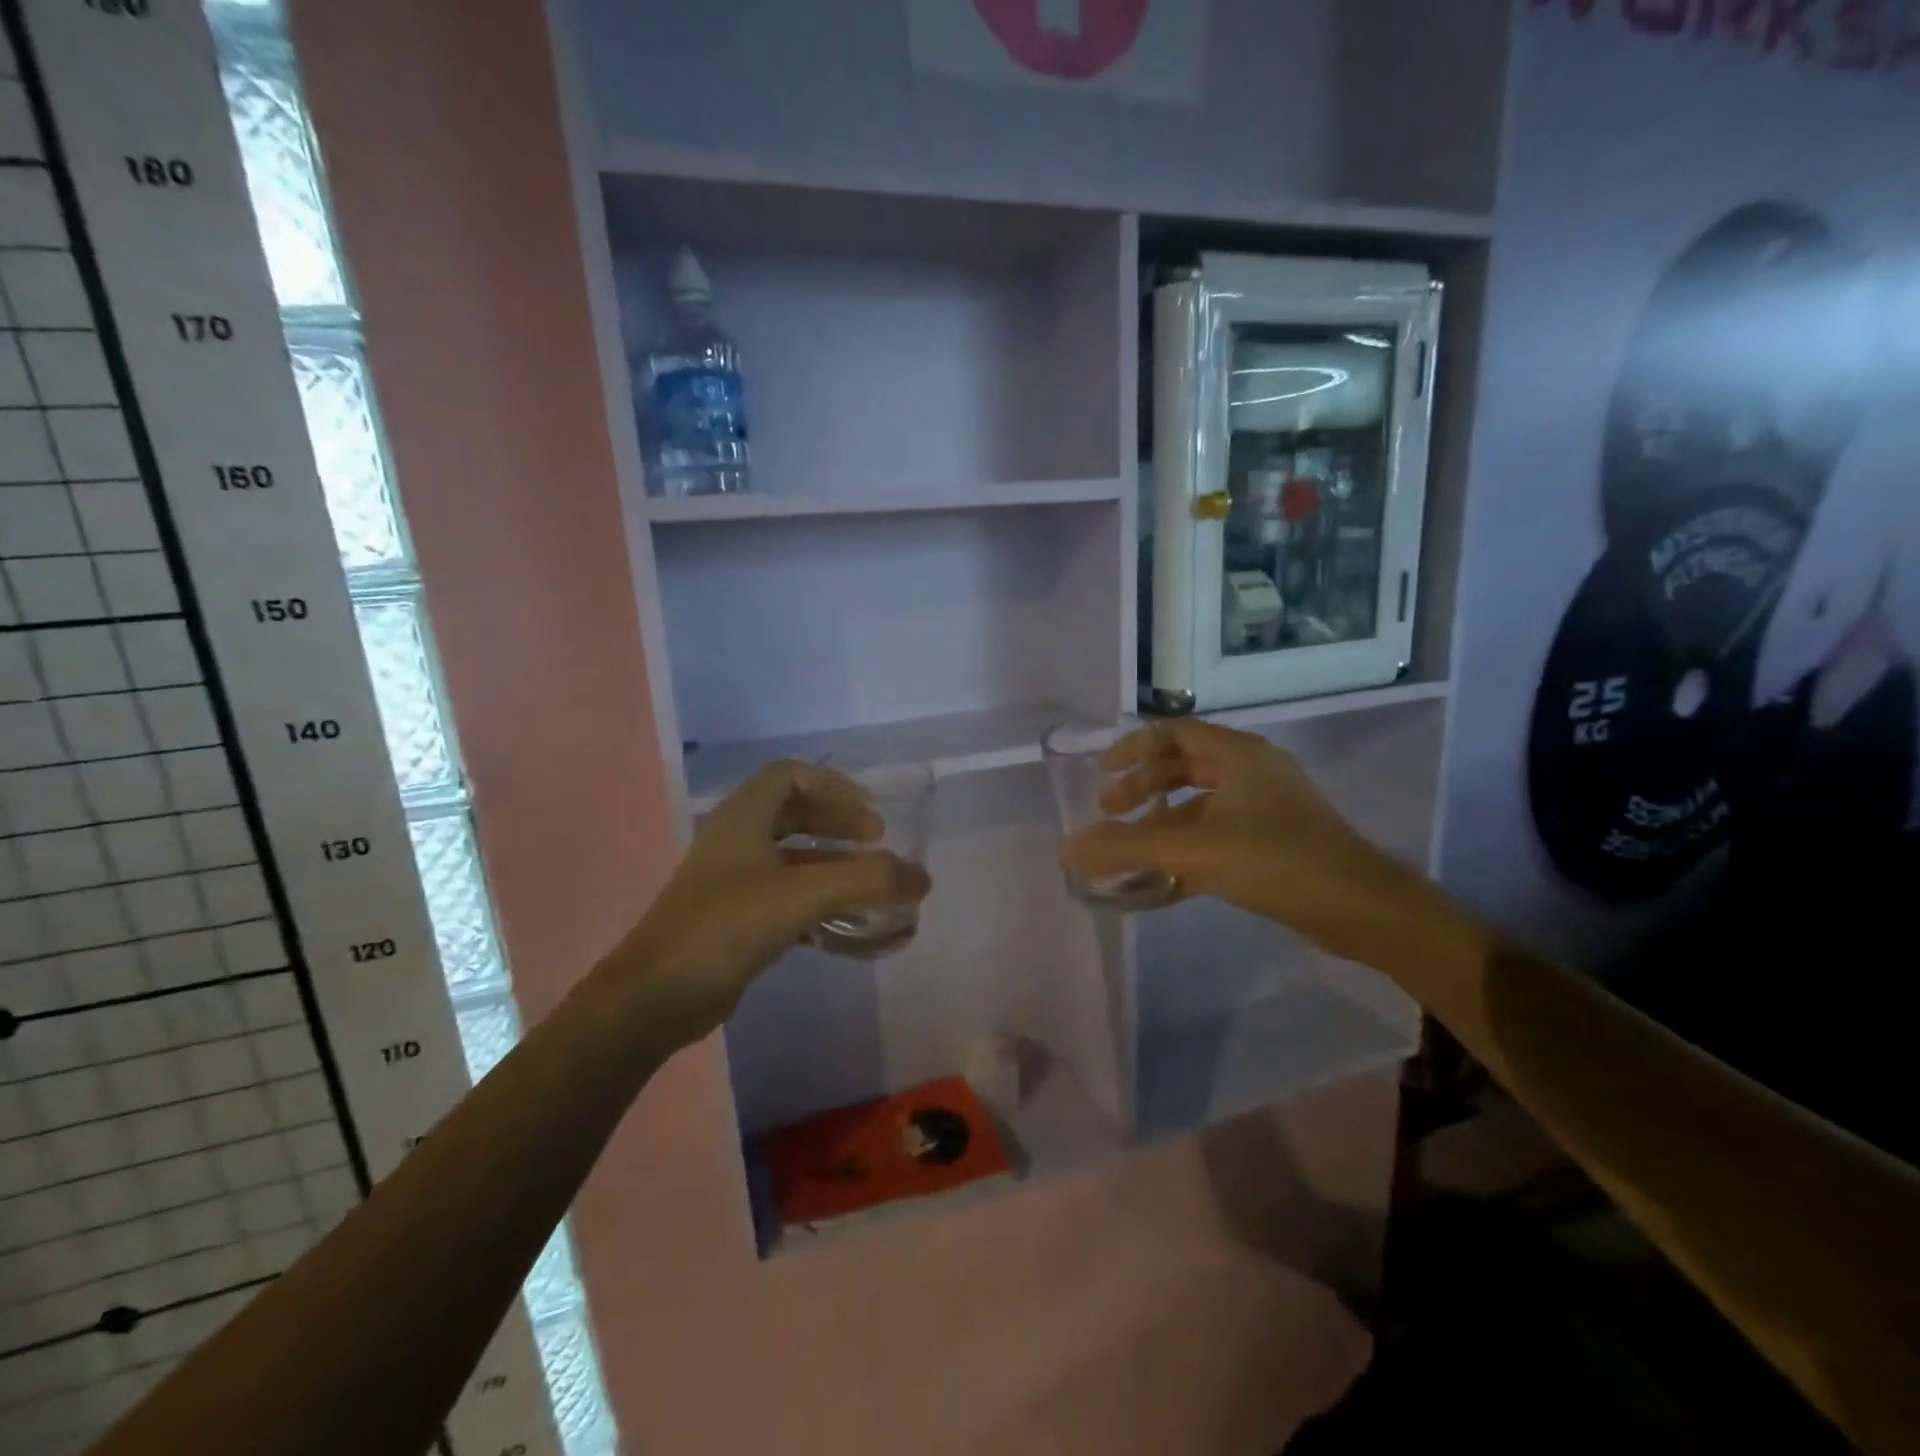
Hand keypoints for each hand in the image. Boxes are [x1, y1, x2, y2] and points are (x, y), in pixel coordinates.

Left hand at [608, 761, 930, 1039]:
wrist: (656, 996)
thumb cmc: (727, 927)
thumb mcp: (803, 895)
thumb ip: (867, 881)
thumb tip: (923, 878)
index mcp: (743, 817)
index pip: (791, 776)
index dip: (835, 786)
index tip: (871, 812)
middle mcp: (735, 840)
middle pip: (793, 813)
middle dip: (838, 822)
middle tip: (876, 842)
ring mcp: (732, 881)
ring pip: (790, 856)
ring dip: (831, 862)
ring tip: (869, 882)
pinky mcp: (733, 918)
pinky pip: (784, 894)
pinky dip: (816, 898)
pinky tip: (843, 922)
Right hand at [1060, 720, 1405, 961]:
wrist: (1361, 908)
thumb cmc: (1276, 860)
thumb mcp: (1194, 850)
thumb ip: (1127, 848)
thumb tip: (1068, 850)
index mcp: (1238, 755)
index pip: (1173, 733)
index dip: (1133, 748)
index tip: (1102, 773)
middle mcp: (1252, 772)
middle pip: (1184, 767)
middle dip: (1143, 788)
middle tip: (1110, 812)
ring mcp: (1266, 807)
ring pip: (1200, 805)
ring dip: (1162, 822)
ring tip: (1131, 849)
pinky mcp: (1274, 842)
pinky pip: (1217, 834)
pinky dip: (1187, 849)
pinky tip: (1164, 880)